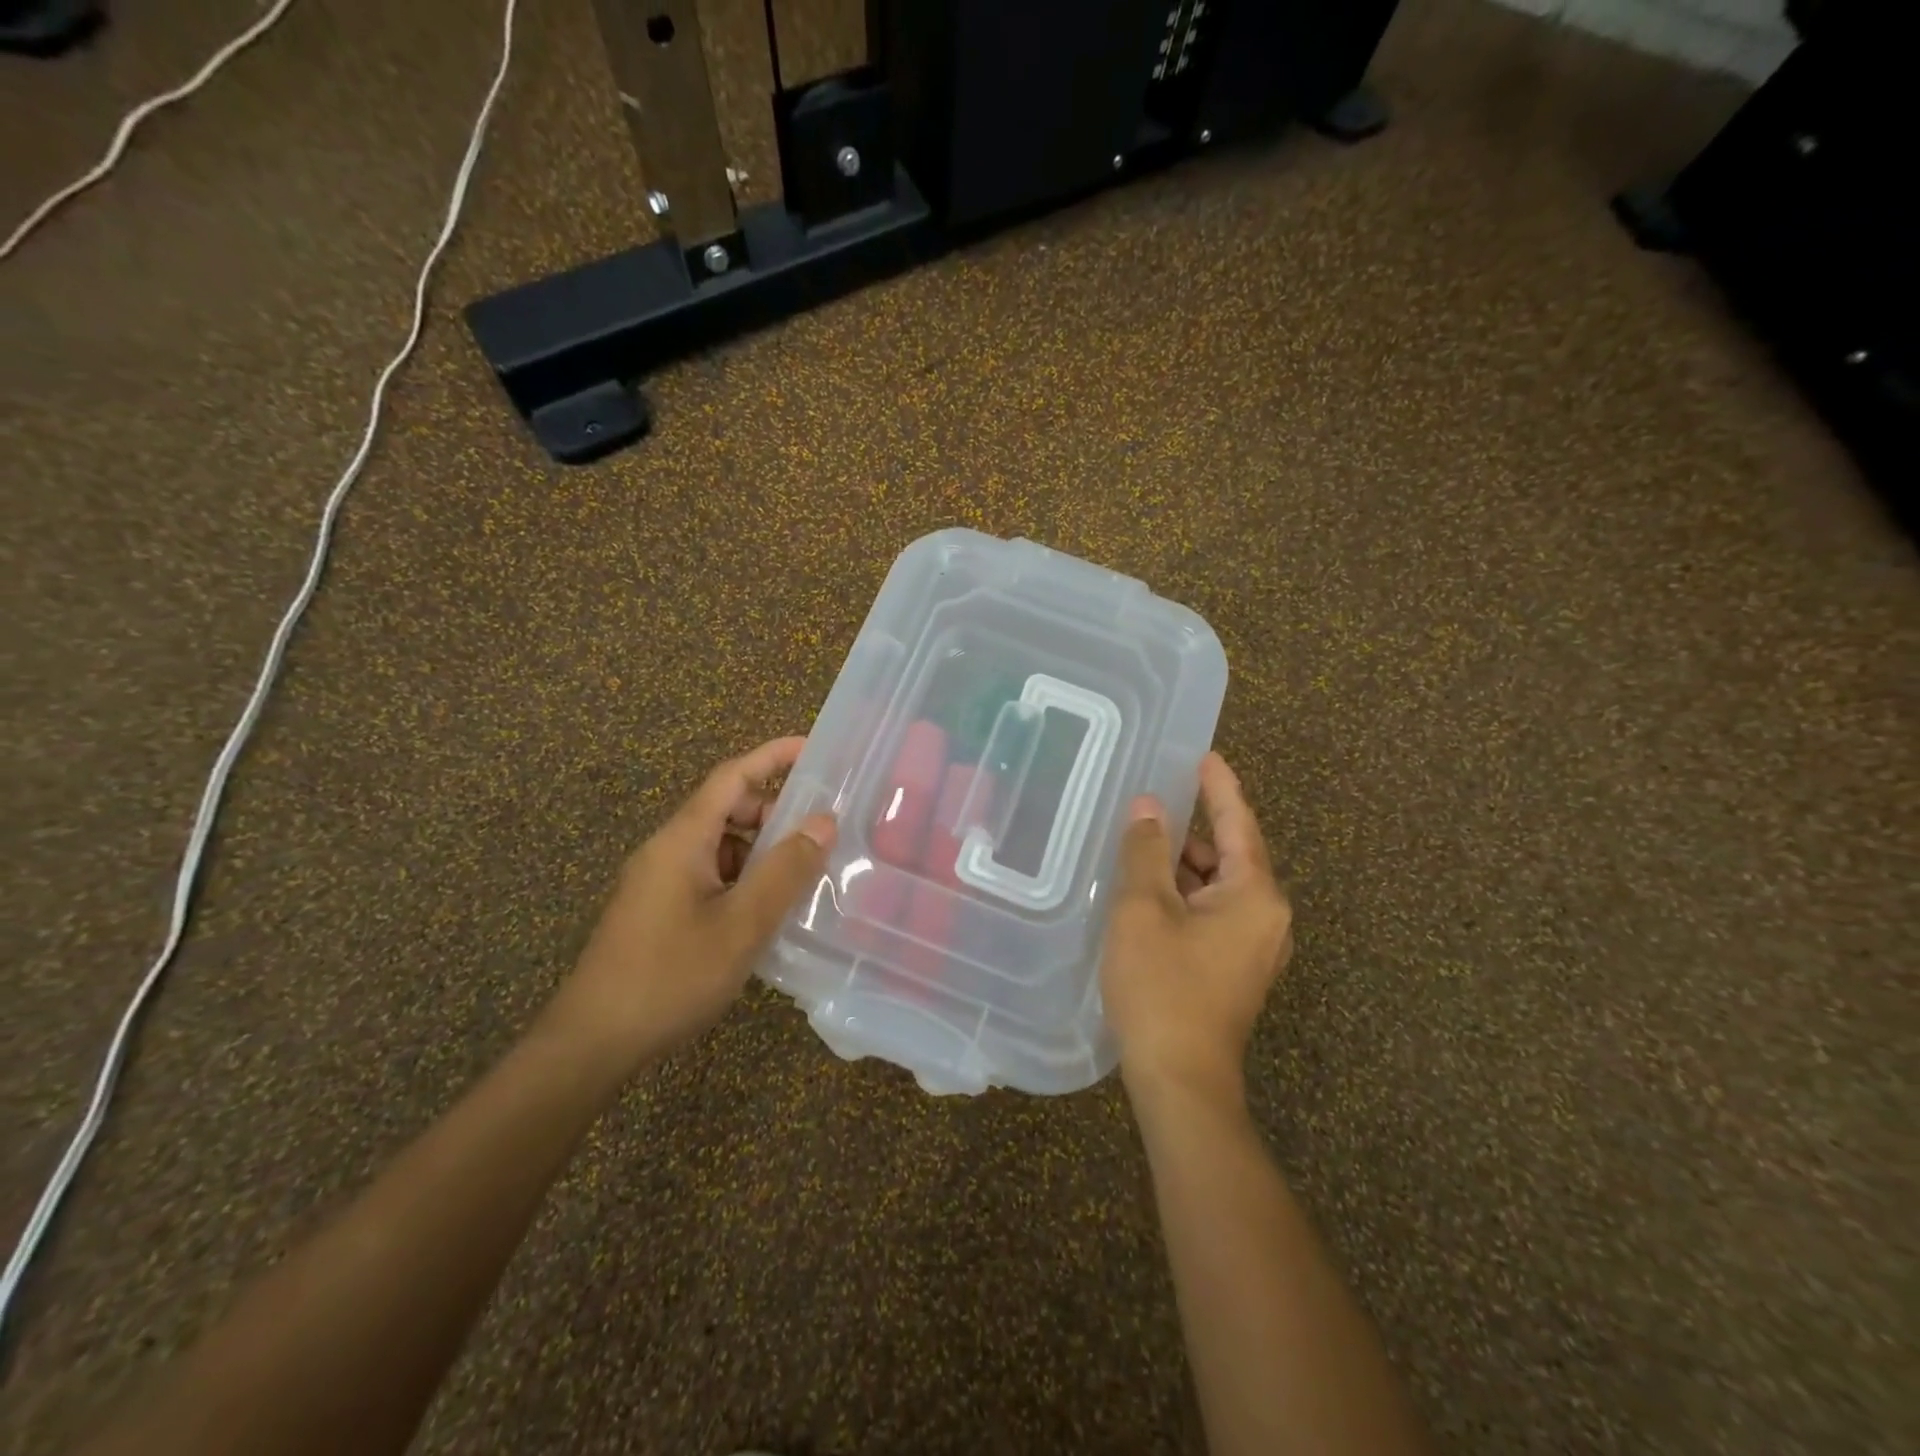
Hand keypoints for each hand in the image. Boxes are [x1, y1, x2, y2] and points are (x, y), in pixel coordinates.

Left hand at [544, 736, 836, 1073]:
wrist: (593, 1044)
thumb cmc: (670, 976)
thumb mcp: (741, 925)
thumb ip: (785, 871)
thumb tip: (823, 821)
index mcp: (682, 839)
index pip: (731, 776)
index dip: (772, 756)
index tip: (814, 748)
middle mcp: (667, 850)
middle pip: (726, 808)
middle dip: (774, 810)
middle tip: (821, 829)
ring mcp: (659, 882)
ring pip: (720, 846)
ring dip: (761, 850)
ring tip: (805, 873)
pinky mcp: (659, 911)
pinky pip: (710, 875)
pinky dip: (744, 878)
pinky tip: (768, 910)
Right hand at [1101, 752, 1292, 1105]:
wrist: (1180, 1079)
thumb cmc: (1163, 986)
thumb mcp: (1144, 908)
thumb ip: (1147, 850)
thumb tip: (1150, 807)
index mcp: (1256, 895)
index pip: (1240, 823)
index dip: (1220, 787)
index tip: (1206, 756)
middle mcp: (1267, 917)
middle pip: (1231, 854)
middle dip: (1193, 827)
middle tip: (1154, 799)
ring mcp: (1254, 947)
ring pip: (1219, 886)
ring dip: (1185, 864)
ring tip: (1143, 841)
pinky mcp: (1235, 969)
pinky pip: (1213, 912)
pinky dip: (1186, 893)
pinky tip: (1150, 890)